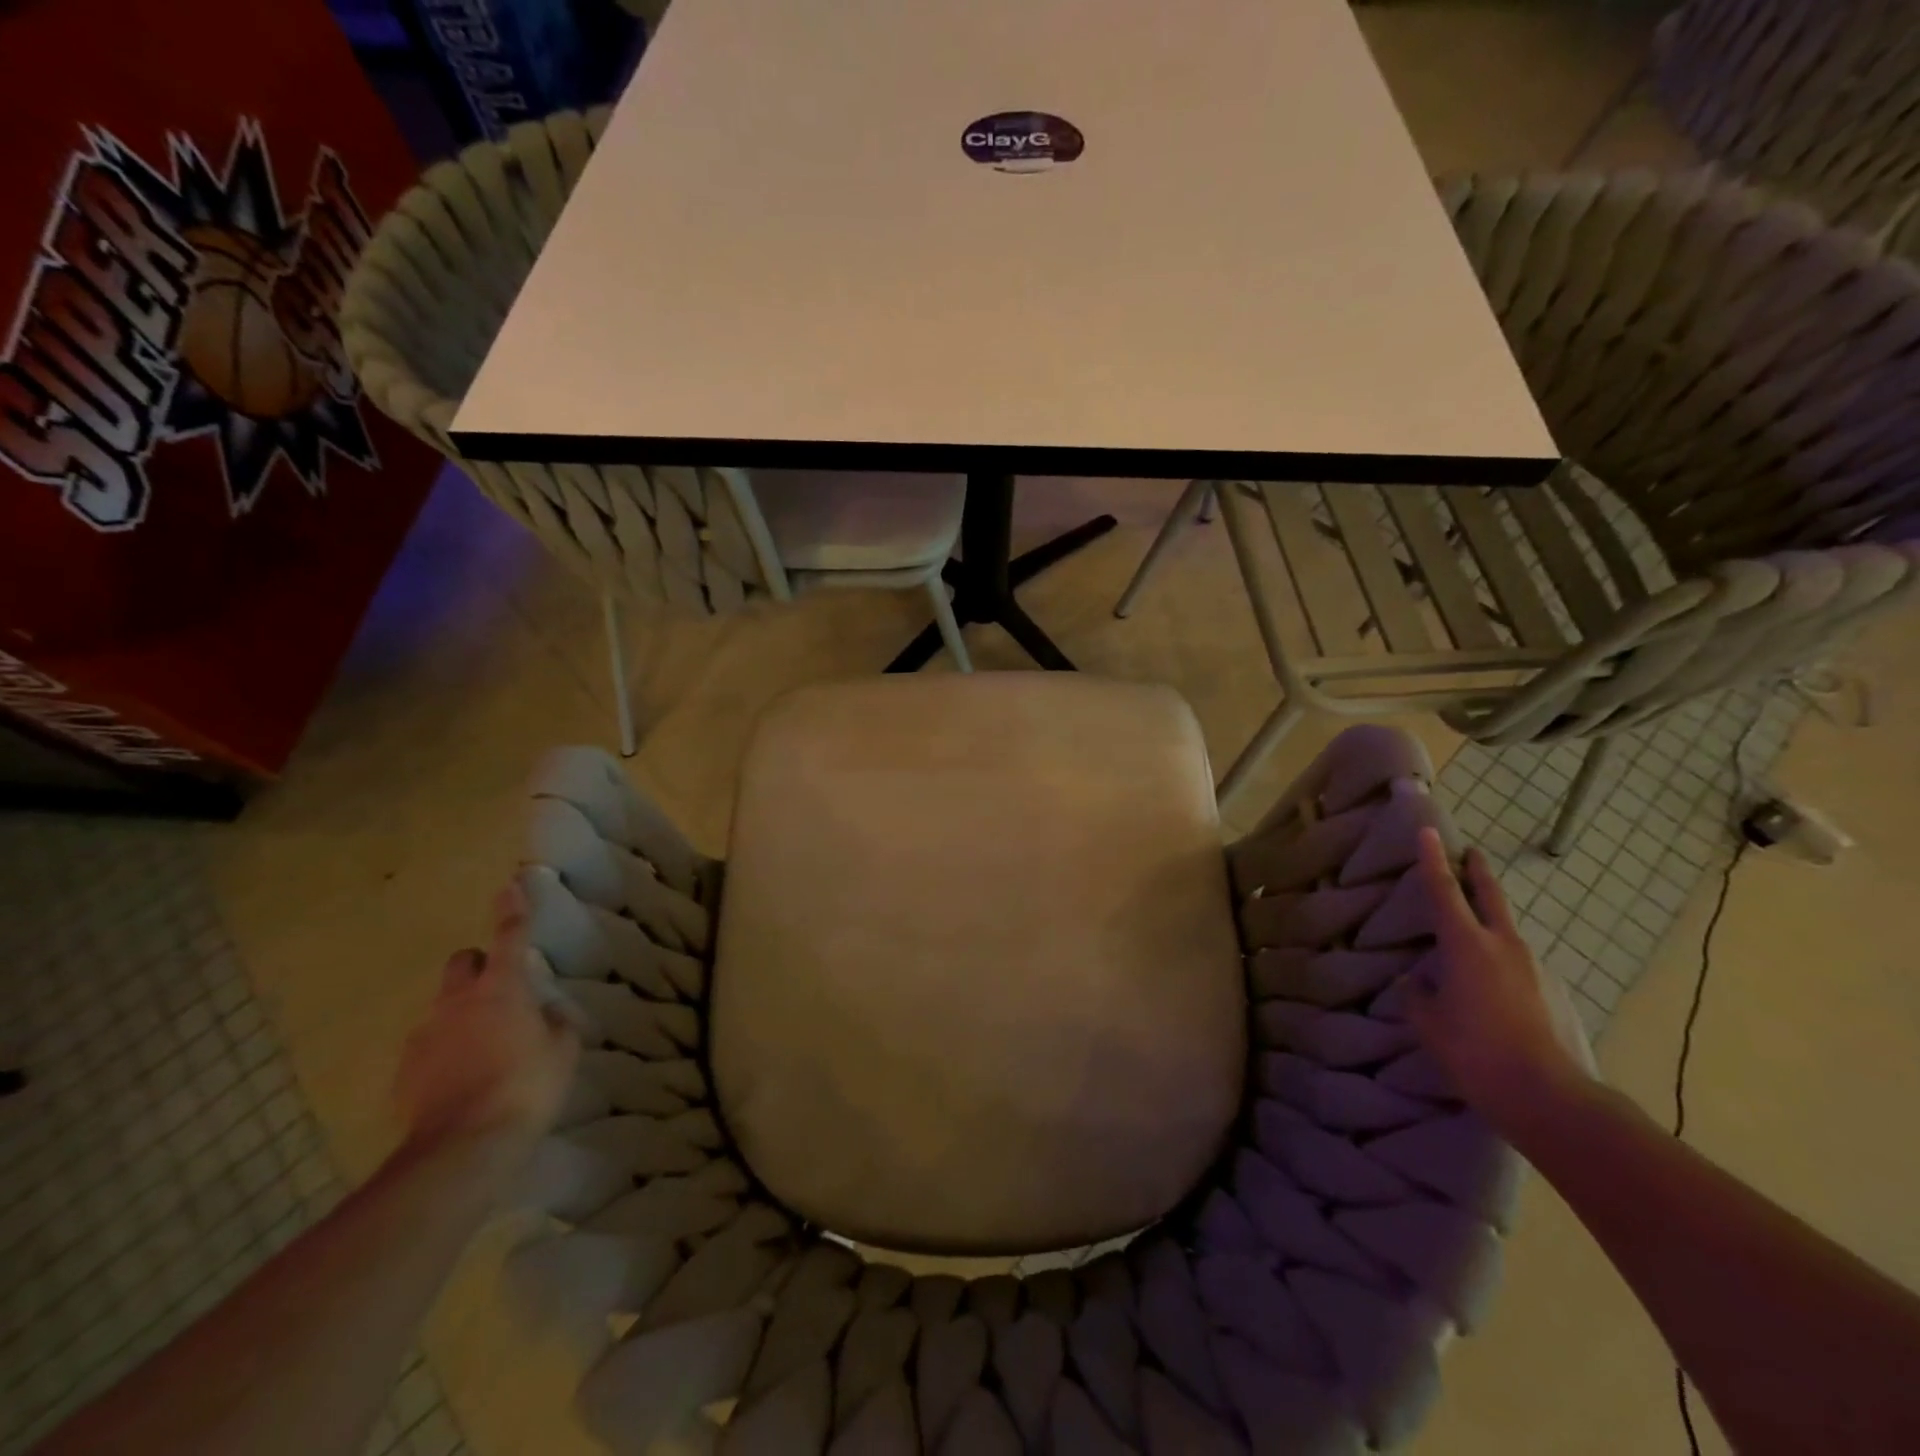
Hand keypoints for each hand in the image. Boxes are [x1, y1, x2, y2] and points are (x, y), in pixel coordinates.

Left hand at [394, 881, 579, 1158]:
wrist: (462, 1147)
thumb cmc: (526, 1086)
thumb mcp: (562, 1051)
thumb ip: (554, 1023)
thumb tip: (544, 1013)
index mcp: (501, 988)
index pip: (509, 936)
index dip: (512, 910)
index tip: (509, 885)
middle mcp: (457, 1002)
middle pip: (461, 963)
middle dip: (478, 967)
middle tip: (499, 991)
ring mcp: (424, 1036)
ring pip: (443, 1008)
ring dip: (461, 1016)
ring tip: (483, 1050)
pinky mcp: (404, 1073)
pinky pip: (428, 1048)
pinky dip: (443, 1054)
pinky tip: (461, 1082)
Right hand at [1407, 827, 1588, 1131]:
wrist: (1549, 1097)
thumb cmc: (1475, 1052)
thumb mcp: (1429, 1022)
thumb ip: (1417, 994)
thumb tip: (1415, 982)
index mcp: (1466, 945)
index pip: (1443, 891)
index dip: (1432, 859)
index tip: (1428, 830)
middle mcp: (1503, 946)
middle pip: (1489, 896)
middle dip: (1477, 871)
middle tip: (1470, 851)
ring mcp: (1532, 968)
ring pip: (1505, 929)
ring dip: (1489, 918)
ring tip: (1469, 928)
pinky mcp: (1549, 992)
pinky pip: (1516, 961)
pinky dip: (1499, 956)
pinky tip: (1489, 981)